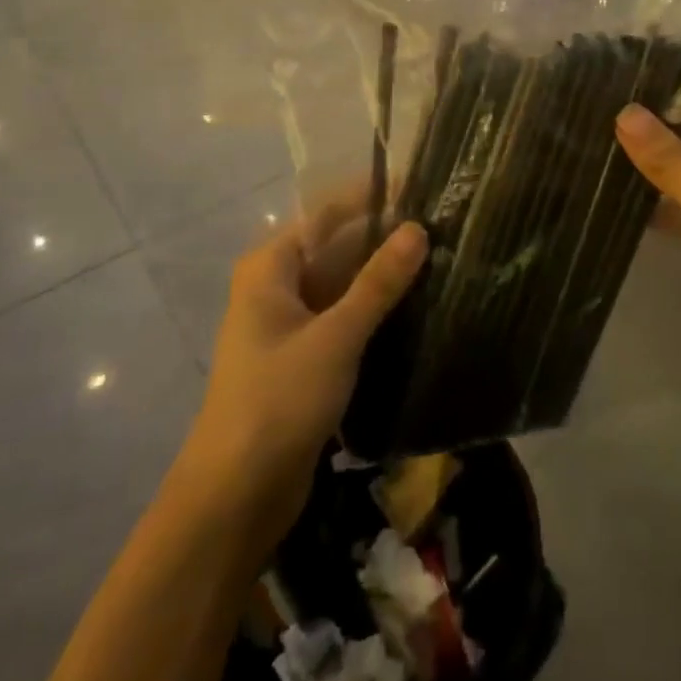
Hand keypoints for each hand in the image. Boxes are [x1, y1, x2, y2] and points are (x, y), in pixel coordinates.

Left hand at [184, 193, 428, 550]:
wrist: (236, 495)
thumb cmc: (279, 401)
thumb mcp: (336, 336)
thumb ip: (378, 282)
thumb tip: (418, 229)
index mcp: (271, 268)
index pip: (327, 214)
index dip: (370, 197)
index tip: (420, 185)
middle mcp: (277, 288)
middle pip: (336, 248)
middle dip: (384, 239)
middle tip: (444, 227)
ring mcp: (290, 326)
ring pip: (344, 287)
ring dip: (384, 278)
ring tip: (443, 261)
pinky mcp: (304, 361)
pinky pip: (345, 321)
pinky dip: (375, 313)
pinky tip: (418, 310)